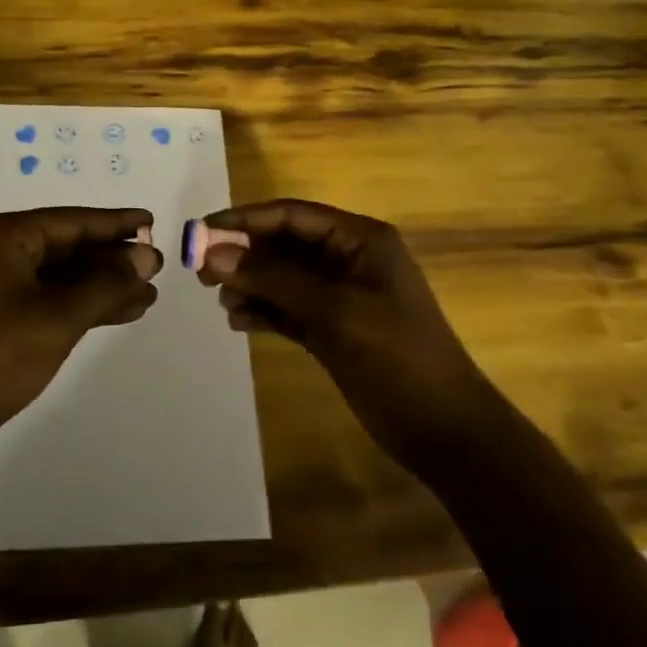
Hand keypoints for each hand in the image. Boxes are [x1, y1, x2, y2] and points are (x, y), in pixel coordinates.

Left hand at [0, 207, 162, 448]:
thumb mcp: (59, 317)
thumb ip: (107, 283)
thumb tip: (148, 256)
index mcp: (5, 236)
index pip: (72, 221)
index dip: (116, 223)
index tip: (153, 222)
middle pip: (68, 246)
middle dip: (113, 260)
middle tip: (157, 268)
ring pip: (62, 276)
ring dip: (103, 286)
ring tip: (148, 296)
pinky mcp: (0, 316)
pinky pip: (50, 299)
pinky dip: (83, 305)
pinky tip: (120, 313)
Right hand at [196, 199, 489, 454]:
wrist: (445, 431)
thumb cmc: (396, 357)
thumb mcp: (334, 311)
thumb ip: (273, 279)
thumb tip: (214, 254)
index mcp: (359, 239)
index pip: (291, 215)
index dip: (244, 220)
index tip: (201, 231)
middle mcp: (347, 259)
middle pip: (283, 244)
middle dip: (243, 255)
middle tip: (201, 272)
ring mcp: (339, 295)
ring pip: (281, 276)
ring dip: (249, 284)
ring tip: (219, 300)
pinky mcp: (332, 327)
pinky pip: (287, 307)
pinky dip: (263, 311)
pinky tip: (238, 322)